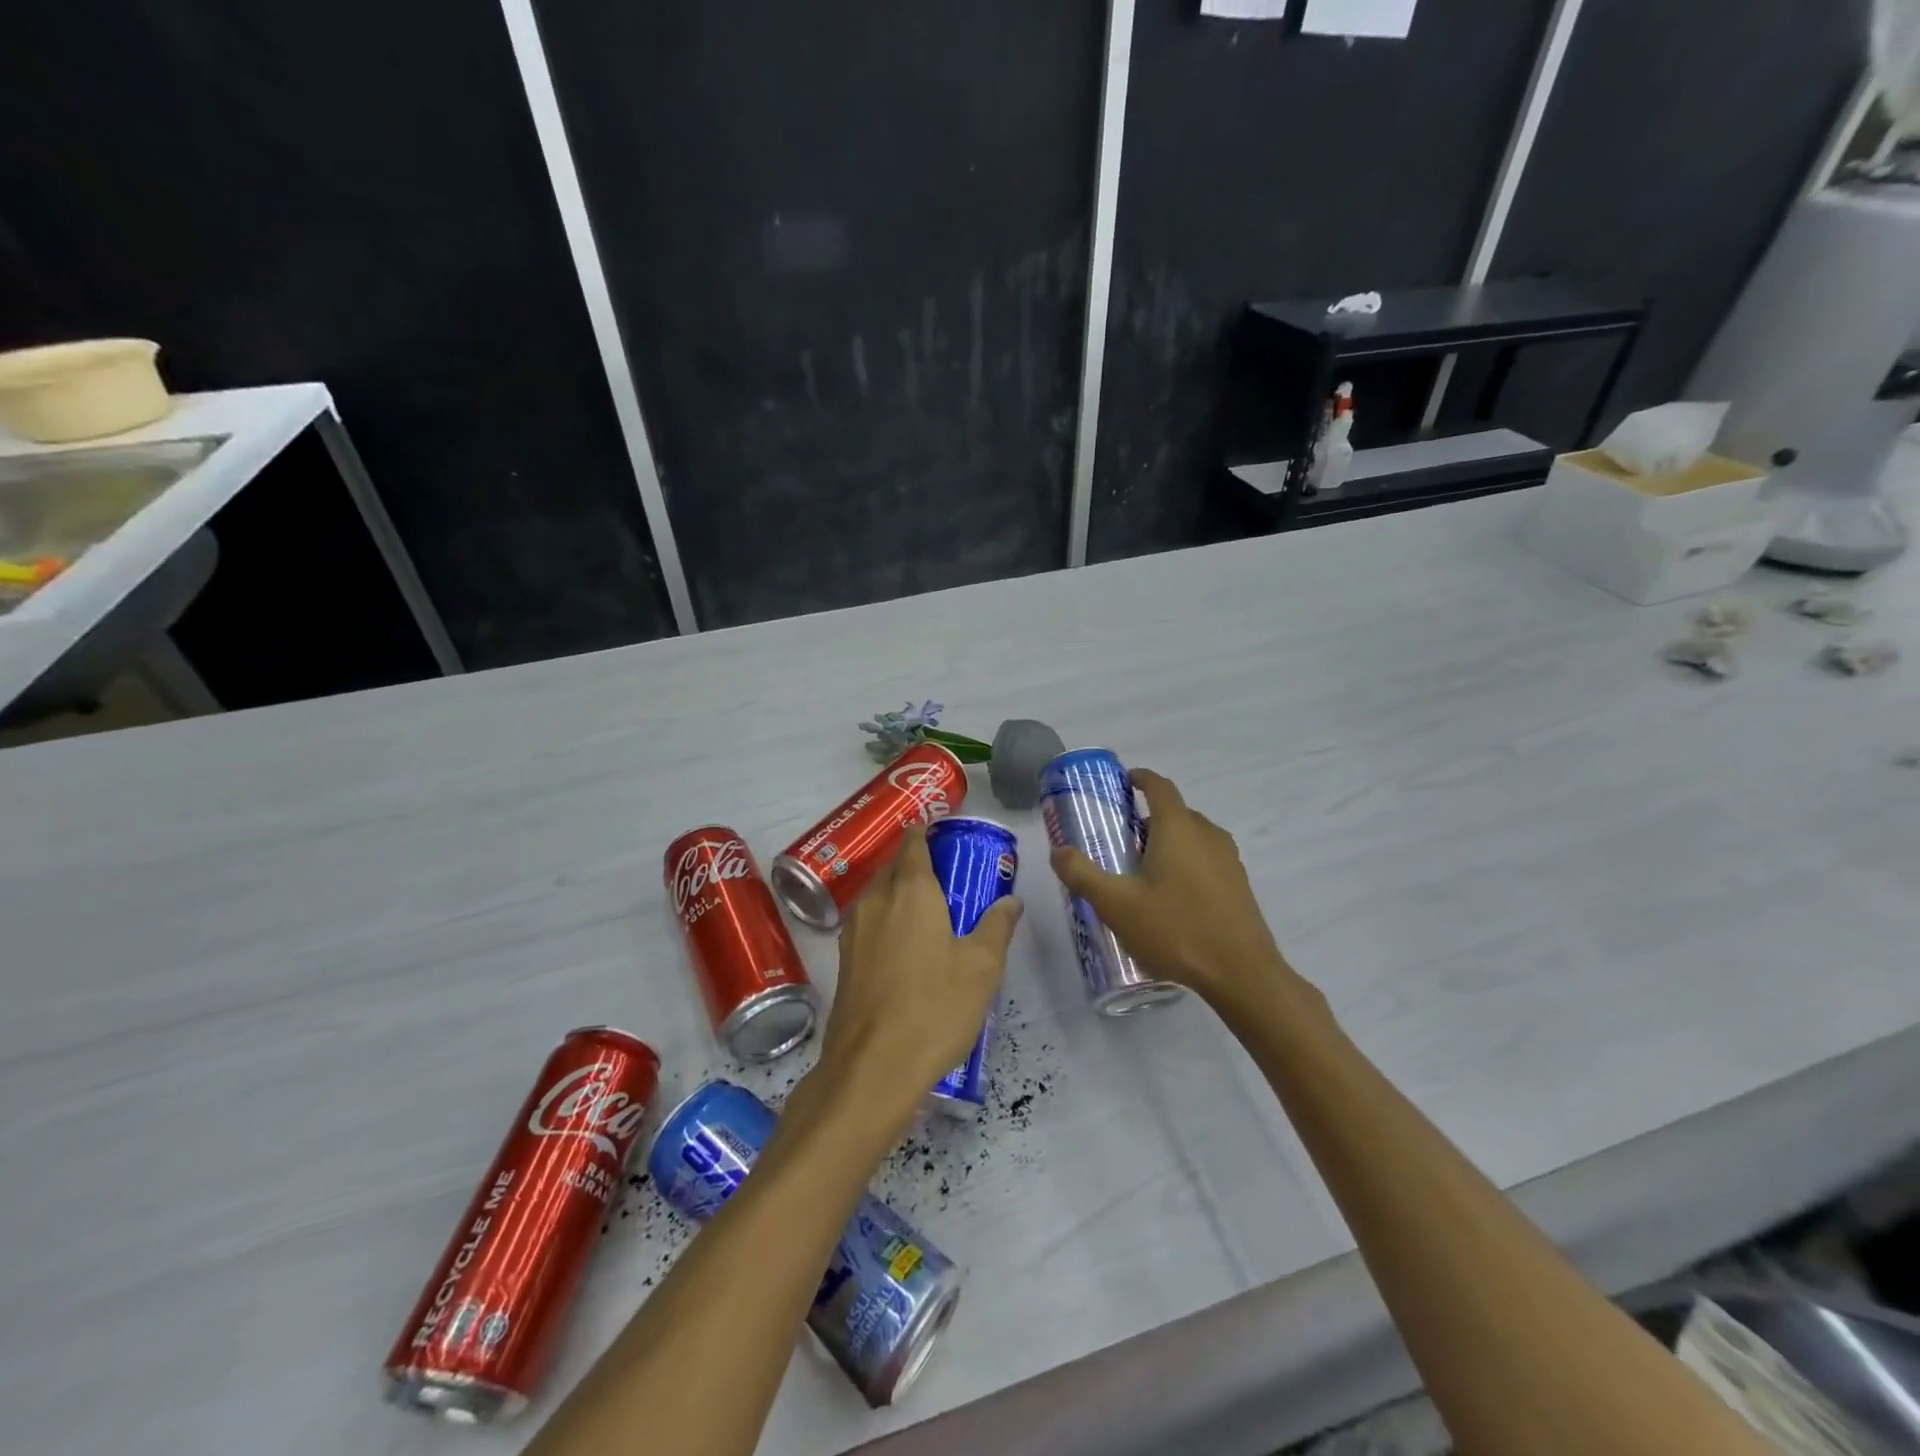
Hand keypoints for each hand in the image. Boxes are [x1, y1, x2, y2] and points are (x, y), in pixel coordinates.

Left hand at [817, 826, 1022, 1119]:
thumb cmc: (934, 1008)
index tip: (941, 829)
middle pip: (893, 868)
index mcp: (911, 891)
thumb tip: (1011, 900)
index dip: (925, 832)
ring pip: (878, 895)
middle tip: (947, 876)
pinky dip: (887, 920)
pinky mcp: (844, 960)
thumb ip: (997, 926)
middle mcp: (876, 901)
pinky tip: (906, 945)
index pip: (914, 844)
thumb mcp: (981, 967)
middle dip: (915, 864)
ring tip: (929, 910)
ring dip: (899, 892)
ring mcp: (854, 931)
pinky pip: (869, 922)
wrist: (872, 1068)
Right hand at [1049, 769, 1317, 1017]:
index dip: (1140, 778)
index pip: (1159, 786)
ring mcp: (1228, 860)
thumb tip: (1058, 851)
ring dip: (1167, 842)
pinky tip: (1170, 898)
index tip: (1122, 782)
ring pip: (1193, 837)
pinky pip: (1206, 859)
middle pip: (1175, 812)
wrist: (1241, 974)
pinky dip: (1185, 863)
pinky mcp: (1238, 885)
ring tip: (1142, 872)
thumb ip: (1082, 874)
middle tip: (1120, 841)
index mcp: (1178, 828)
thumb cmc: (1175, 929)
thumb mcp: (1116, 904)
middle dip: (1147, 819)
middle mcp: (1207, 834)